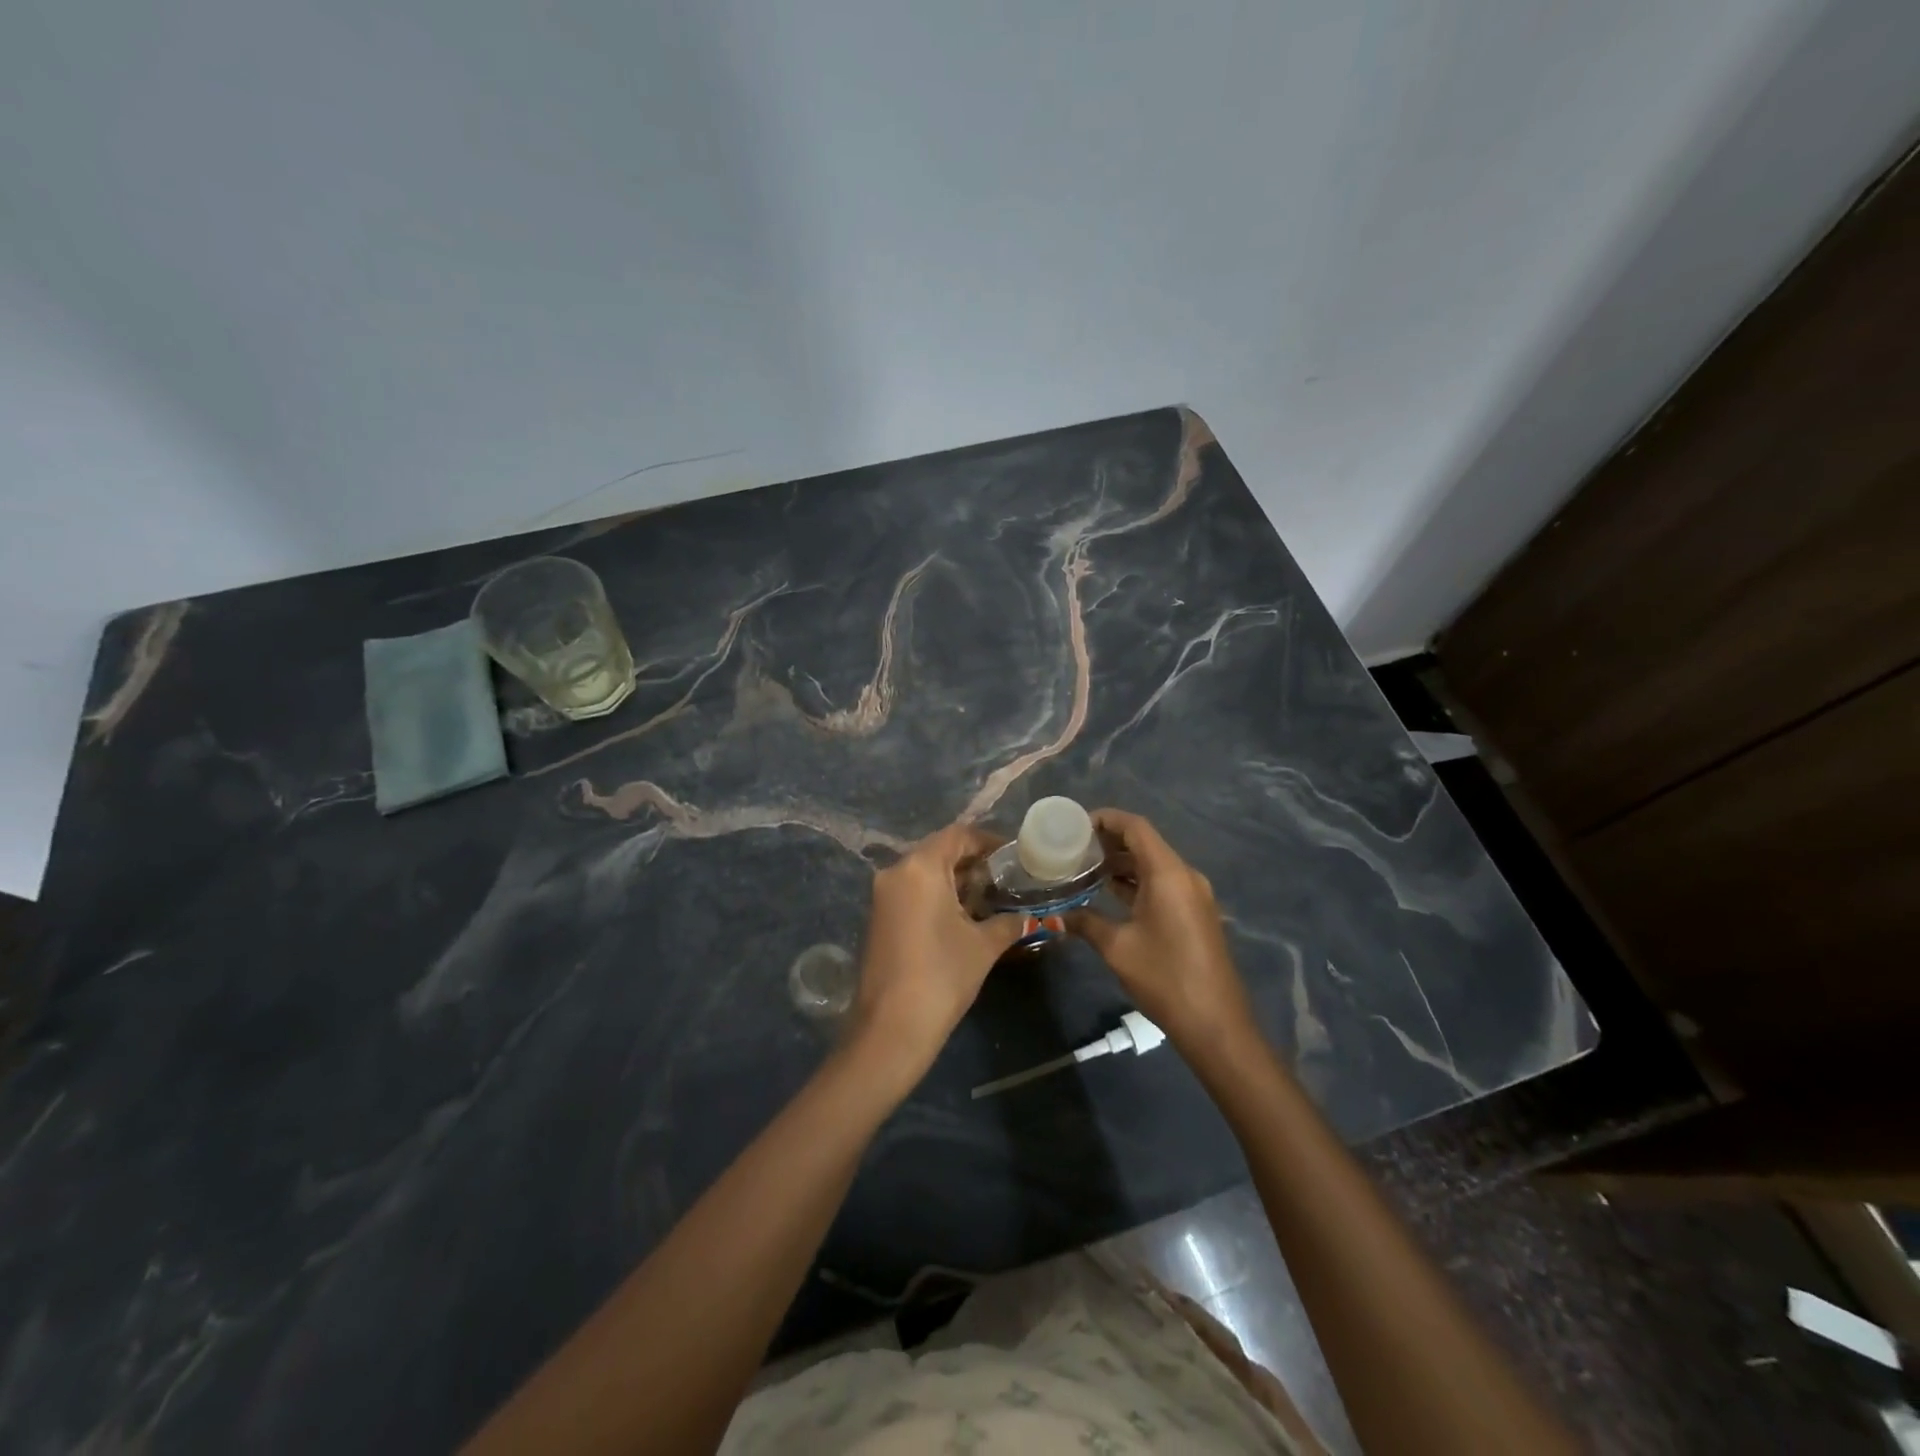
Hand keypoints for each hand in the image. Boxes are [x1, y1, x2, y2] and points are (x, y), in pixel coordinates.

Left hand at [849, 823, 1026, 1092]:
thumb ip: (1008, 922)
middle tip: (1006, 878)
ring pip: (925, 873)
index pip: (958, 835)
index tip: (1014, 855)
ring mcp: (883, 896)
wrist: (891, 1028)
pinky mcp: (879, 918)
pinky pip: (913, 892)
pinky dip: (938, 896)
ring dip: (956, 881)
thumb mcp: (983, 946)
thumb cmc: (942, 976)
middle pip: (939, 851)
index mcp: (920, 867)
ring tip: (991, 898)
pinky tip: (964, 917)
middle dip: (973, 862)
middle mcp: (896, 872)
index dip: (988, 841)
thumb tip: (1029, 917)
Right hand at [1067, 809, 1255, 1053]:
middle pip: (1145, 843)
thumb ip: (1086, 923)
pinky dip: (1137, 882)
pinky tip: (1110, 893)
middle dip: (1110, 841)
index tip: (1076, 824)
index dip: (1106, 819)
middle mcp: (1185, 875)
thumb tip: (1058, 915)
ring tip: (1085, 868)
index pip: (1136, 827)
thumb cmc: (1164, 977)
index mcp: (1168, 873)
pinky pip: (1163, 883)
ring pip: (1154, 864)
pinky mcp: (1195, 913)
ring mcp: (1193, 894)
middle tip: (1074, 847)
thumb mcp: (1117, 948)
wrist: (1215, 1023)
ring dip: (1122, 863)